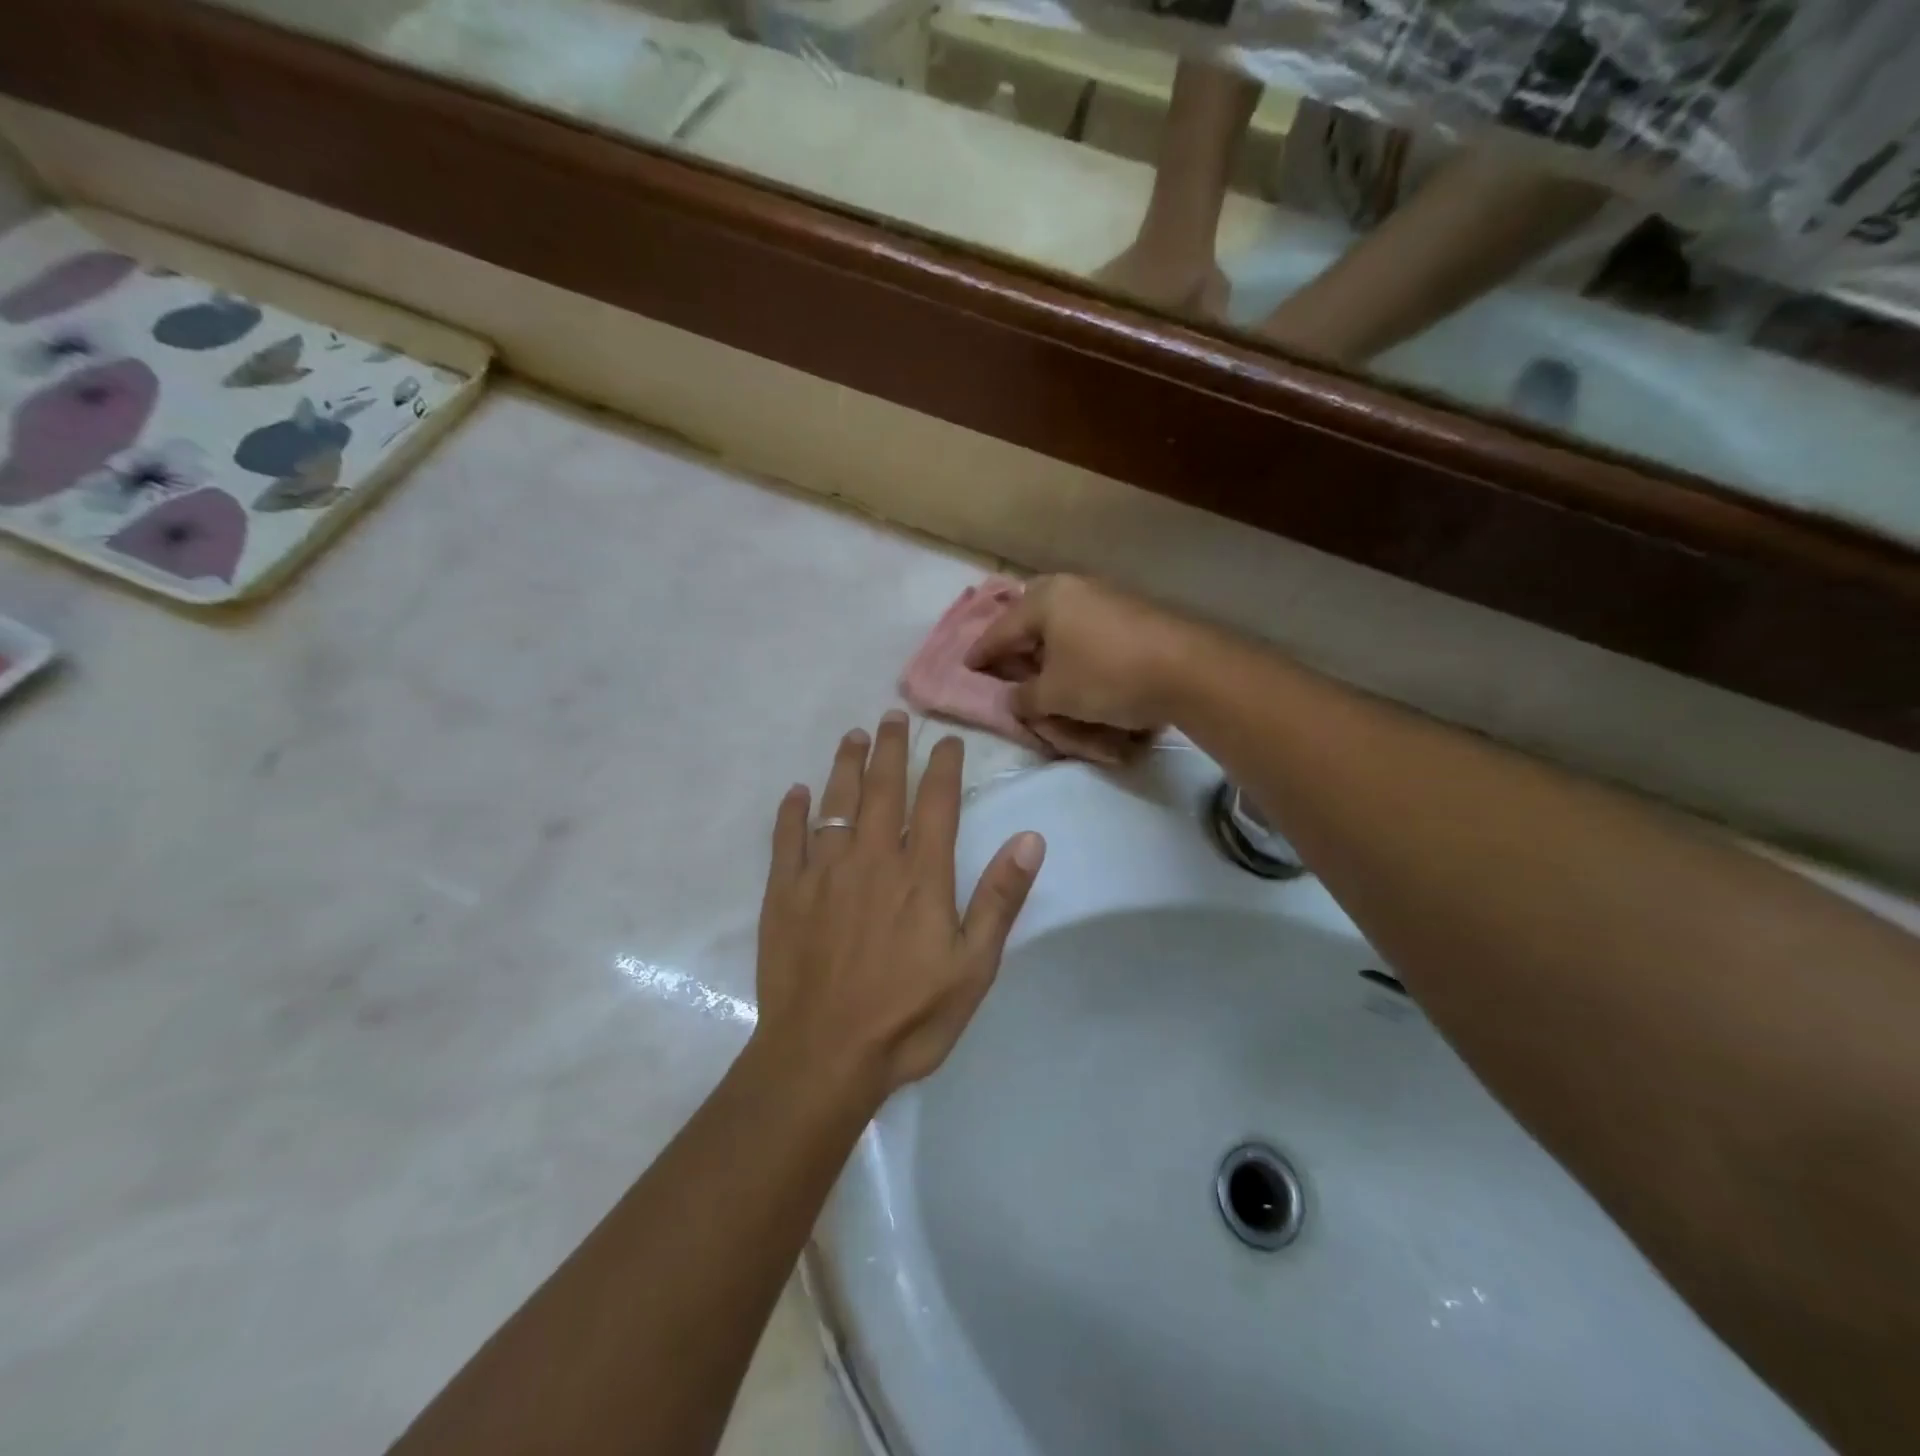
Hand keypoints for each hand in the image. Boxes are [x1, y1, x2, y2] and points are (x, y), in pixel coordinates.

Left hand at [754, 712, 1045, 1099]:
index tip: (945, 740)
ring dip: (846, 766)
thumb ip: (999, 899)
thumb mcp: (973, 966)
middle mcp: (871, 859)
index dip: (942, 766)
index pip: (936, 803)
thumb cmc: (908, 1017)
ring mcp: (822, 873)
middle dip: (891, 749)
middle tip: (892, 717)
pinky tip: (796, 793)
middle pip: (883, 790)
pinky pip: (786, 839)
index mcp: (920, 875)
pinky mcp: (784, 893)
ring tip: (853, 737)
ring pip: (835, 803)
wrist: (824, 1056)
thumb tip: (1029, 839)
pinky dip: (791, 812)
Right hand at [966, 576, 1197, 734]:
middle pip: (1031, 617)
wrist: (1187, 670)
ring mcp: (1105, 596)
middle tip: (1003, 665)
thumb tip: (1013, 697)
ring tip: (1038, 669)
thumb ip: (1024, 697)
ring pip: (1061, 621)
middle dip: (1015, 642)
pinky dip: (1073, 648)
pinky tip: (1077, 666)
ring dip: (1046, 646)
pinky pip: (1086, 628)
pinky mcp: (1130, 612)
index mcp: (1046, 599)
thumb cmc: (1106, 676)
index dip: (982, 653)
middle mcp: (1073, 588)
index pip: (1001, 629)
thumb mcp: (1054, 695)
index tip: (968, 666)